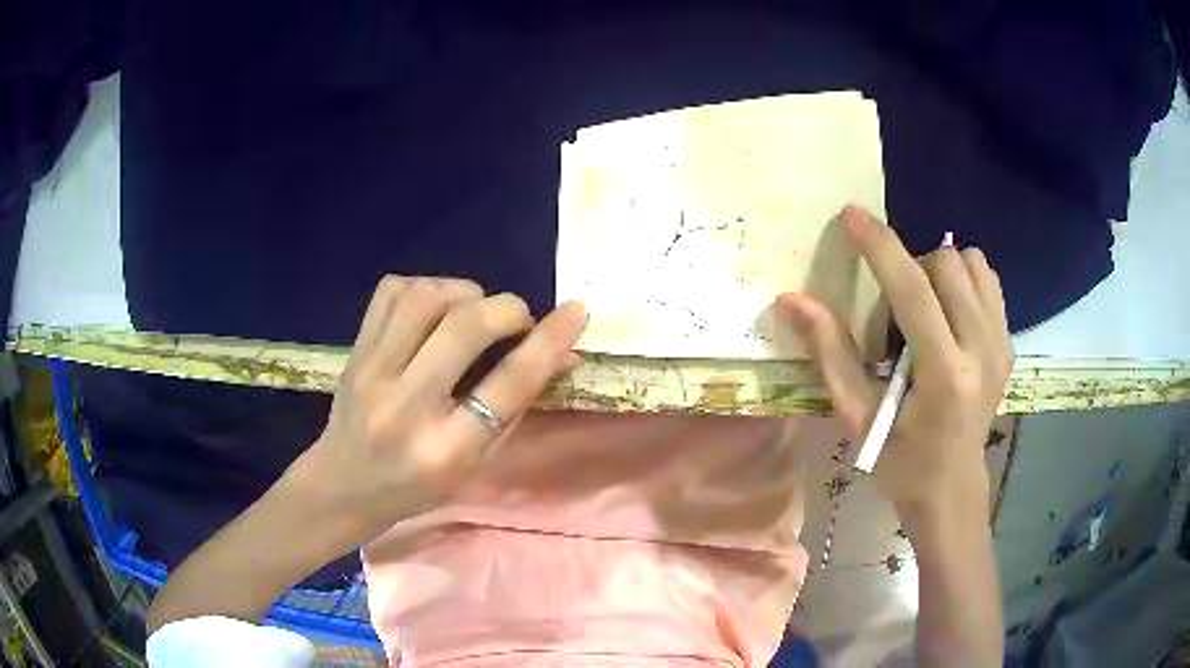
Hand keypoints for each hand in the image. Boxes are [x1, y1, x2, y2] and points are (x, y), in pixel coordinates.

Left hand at [293, 276, 587, 542]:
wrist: (343, 485)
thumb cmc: (417, 488)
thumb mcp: (475, 462)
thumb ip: (518, 408)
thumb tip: (563, 355)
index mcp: (446, 449)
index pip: (509, 384)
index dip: (549, 341)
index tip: (576, 312)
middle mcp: (407, 405)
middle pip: (467, 327)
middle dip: (508, 309)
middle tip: (518, 320)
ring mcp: (372, 372)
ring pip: (427, 297)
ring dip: (467, 292)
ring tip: (476, 310)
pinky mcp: (354, 350)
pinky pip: (392, 292)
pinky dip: (427, 286)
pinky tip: (438, 306)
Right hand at [778, 206, 1011, 519]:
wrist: (953, 489)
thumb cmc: (900, 463)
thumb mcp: (858, 419)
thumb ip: (831, 355)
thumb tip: (792, 300)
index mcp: (944, 375)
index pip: (912, 290)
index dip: (880, 246)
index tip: (852, 215)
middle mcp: (982, 351)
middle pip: (946, 265)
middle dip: (911, 268)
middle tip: (895, 311)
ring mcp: (1001, 346)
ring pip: (973, 264)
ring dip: (939, 271)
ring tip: (925, 309)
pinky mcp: (1009, 346)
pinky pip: (988, 281)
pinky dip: (963, 281)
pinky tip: (948, 313)